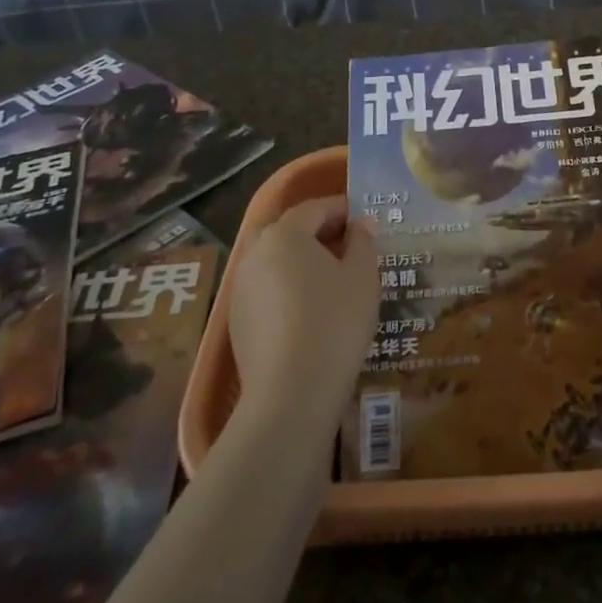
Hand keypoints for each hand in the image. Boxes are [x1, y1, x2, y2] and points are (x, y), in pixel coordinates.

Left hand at [229, 197, 377, 428]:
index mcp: (284, 234)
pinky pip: (267, 288)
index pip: (314, 208)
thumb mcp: (362, 277)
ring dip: (302, 260)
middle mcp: (255, 253)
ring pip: (275, 260)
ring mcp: (241, 288)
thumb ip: (362, 242)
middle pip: (289, 231)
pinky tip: (311, 308)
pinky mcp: (237, 320)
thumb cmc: (334, 323)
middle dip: (318, 232)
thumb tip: (360, 224)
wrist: (291, 393)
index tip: (364, 216)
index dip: (341, 208)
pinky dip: (289, 286)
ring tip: (333, 276)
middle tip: (349, 243)